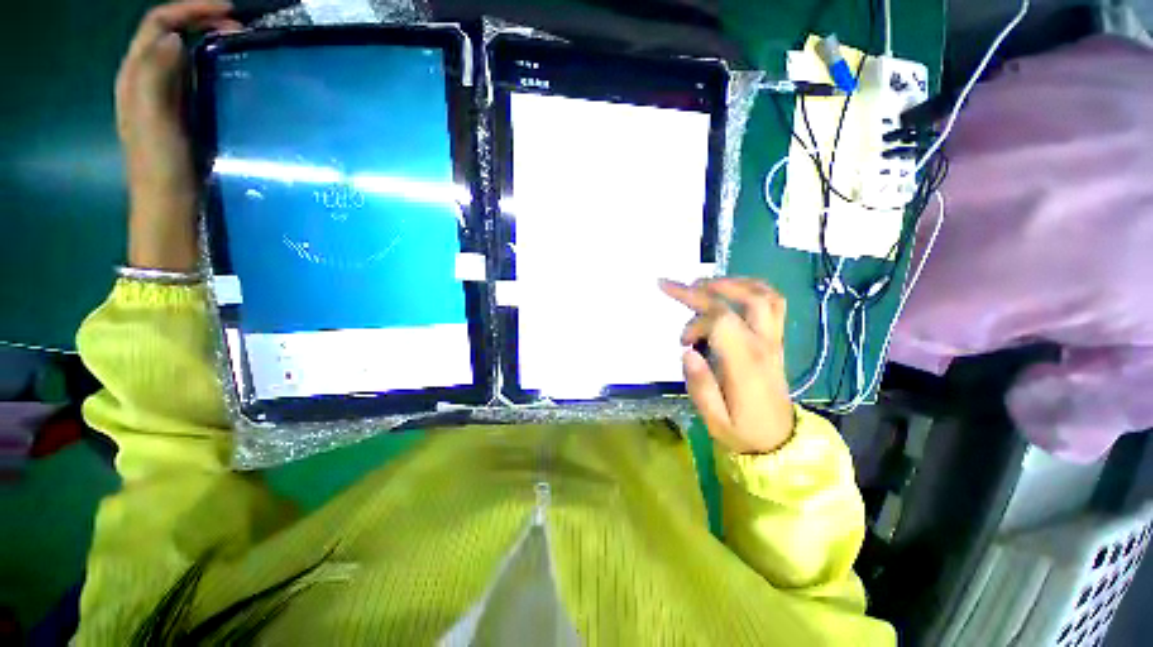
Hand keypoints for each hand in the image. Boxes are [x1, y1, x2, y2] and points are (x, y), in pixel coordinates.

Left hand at [116, 0, 239, 270]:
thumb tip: (176, 38)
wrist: (167, 202)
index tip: (228, 12)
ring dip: (206, 41)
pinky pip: (191, 76)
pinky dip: (210, 65)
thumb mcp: (152, 118)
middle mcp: (146, 79)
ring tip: (237, 44)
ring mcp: (164, 96)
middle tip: (239, 28)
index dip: (190, 10)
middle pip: (169, 34)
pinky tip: (228, 73)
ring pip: (182, 53)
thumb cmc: (158, 163)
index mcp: (135, 75)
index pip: (158, 25)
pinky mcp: (180, 112)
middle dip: (201, 21)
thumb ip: (154, 75)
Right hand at [660, 277, 794, 453]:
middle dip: (706, 288)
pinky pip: (773, 303)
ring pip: (763, 295)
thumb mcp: (714, 419)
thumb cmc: (742, 431)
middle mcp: (763, 344)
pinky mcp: (775, 340)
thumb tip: (687, 351)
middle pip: (743, 299)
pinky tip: (730, 290)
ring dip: (732, 282)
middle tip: (678, 287)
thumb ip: (700, 385)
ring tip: (704, 284)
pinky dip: (751, 288)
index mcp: (746, 363)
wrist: (779, 441)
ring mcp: (774, 339)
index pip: (723, 321)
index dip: (696, 319)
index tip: (681, 340)